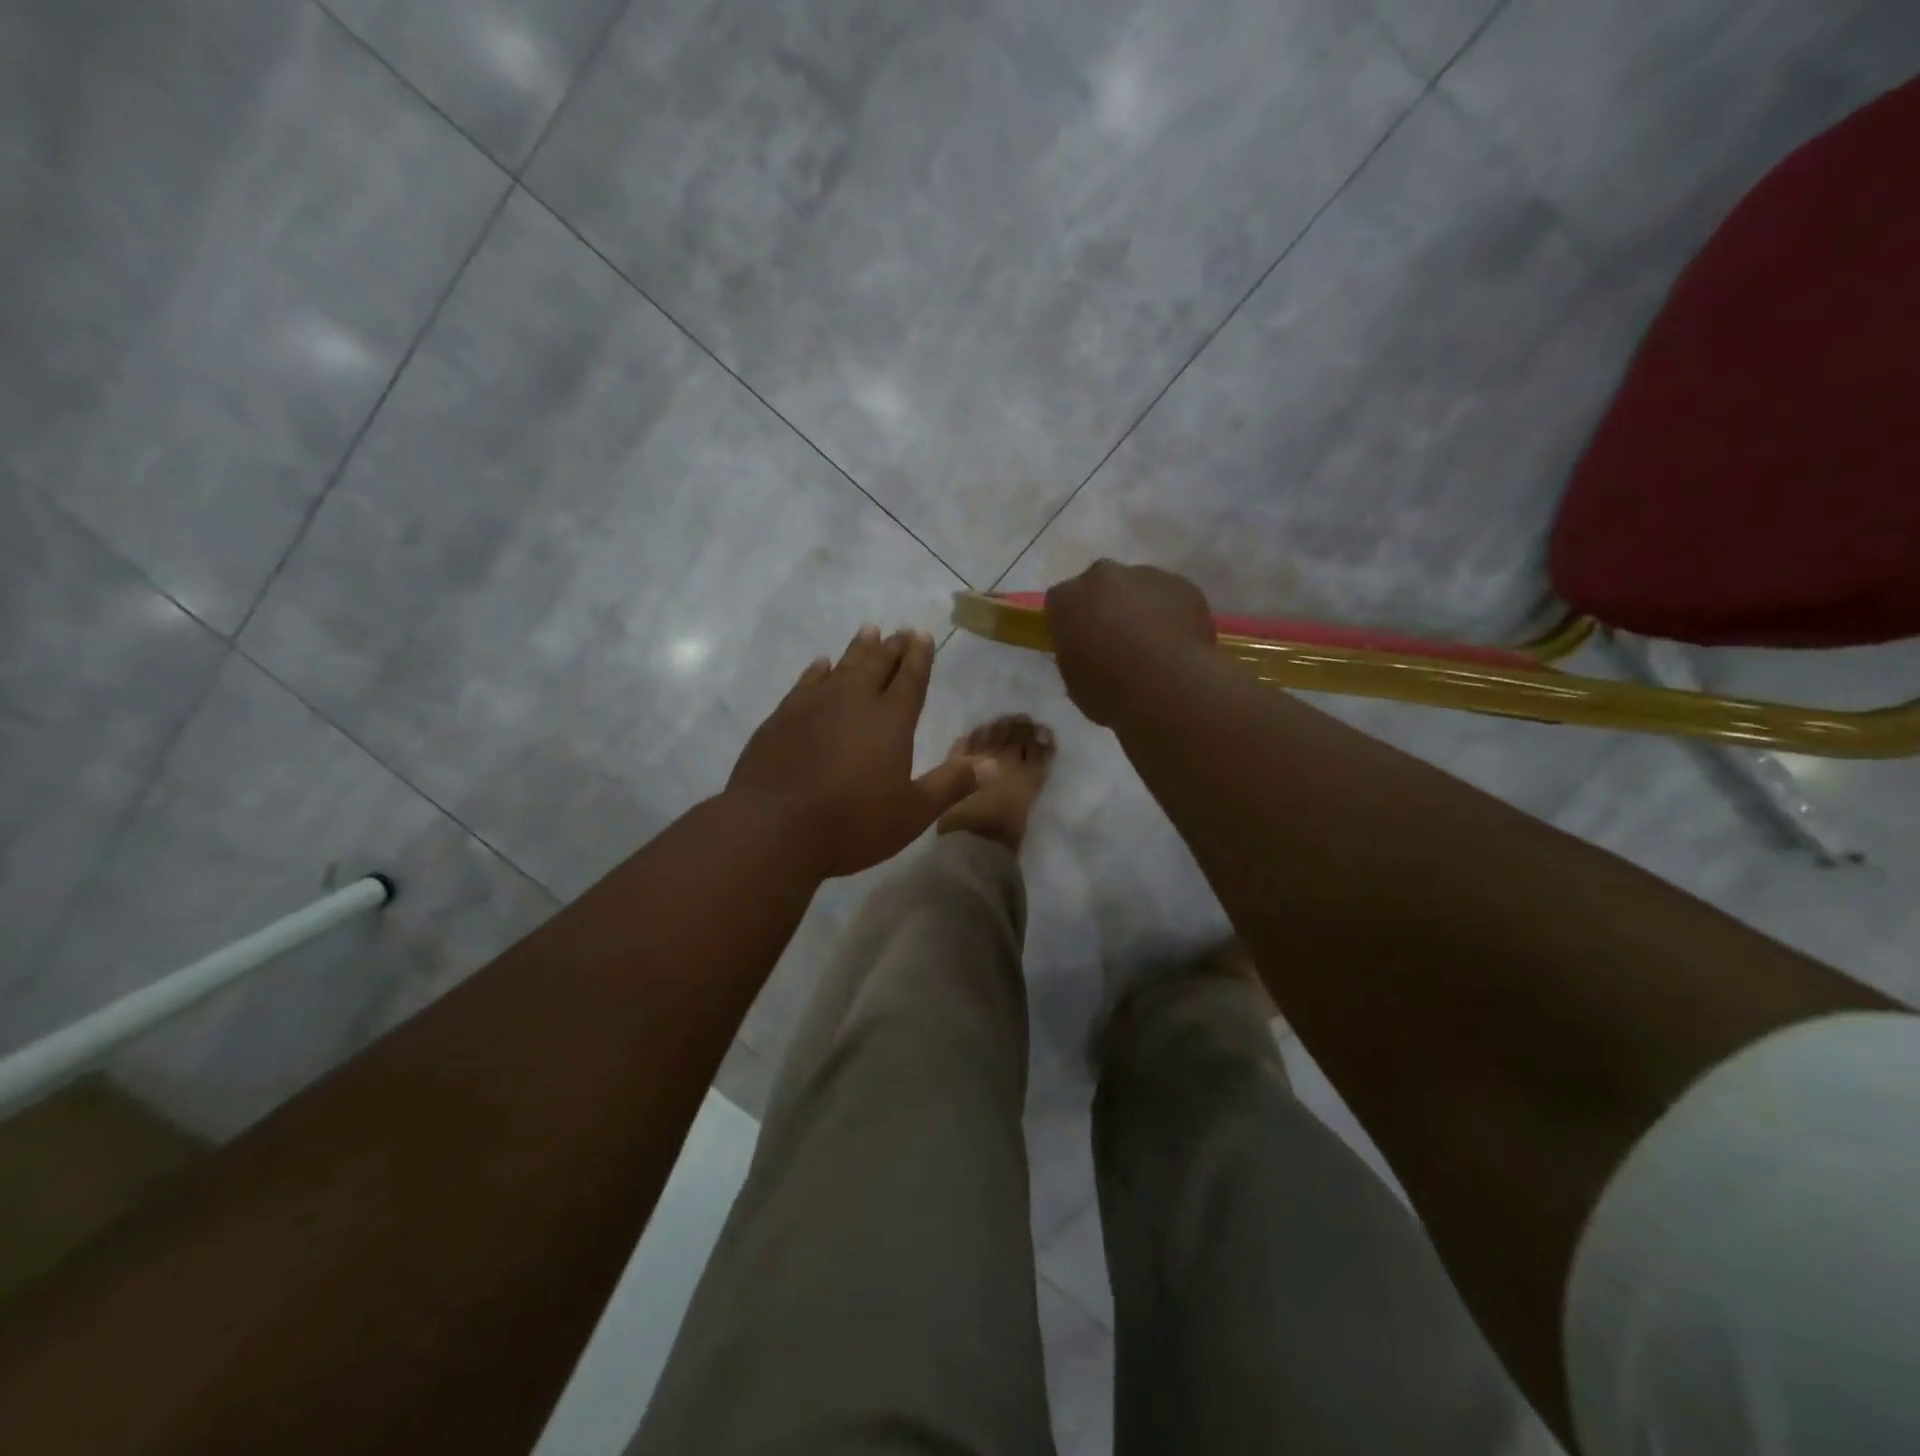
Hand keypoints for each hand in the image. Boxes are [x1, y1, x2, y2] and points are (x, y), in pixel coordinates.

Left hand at [728, 625, 992, 877]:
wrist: (774, 827)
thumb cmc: (852, 823)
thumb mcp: (913, 812)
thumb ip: (952, 784)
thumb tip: (993, 765)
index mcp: (891, 721)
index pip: (911, 678)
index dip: (919, 656)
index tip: (922, 634)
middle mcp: (854, 701)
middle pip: (877, 664)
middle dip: (892, 647)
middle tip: (900, 631)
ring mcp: (813, 705)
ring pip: (842, 666)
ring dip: (858, 649)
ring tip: (868, 632)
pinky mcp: (781, 717)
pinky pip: (806, 682)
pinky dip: (817, 670)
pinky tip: (820, 664)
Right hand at [1045, 560, 1216, 725]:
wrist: (1172, 687)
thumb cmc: (1111, 691)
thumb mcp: (1075, 682)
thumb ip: (1075, 654)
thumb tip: (1087, 651)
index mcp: (1067, 599)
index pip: (1059, 602)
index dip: (1070, 622)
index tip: (1079, 642)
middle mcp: (1103, 576)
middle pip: (1100, 586)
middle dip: (1105, 606)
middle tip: (1116, 641)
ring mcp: (1146, 575)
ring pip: (1137, 588)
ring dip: (1140, 608)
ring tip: (1153, 646)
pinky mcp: (1183, 584)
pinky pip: (1170, 597)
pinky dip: (1170, 613)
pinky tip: (1177, 644)